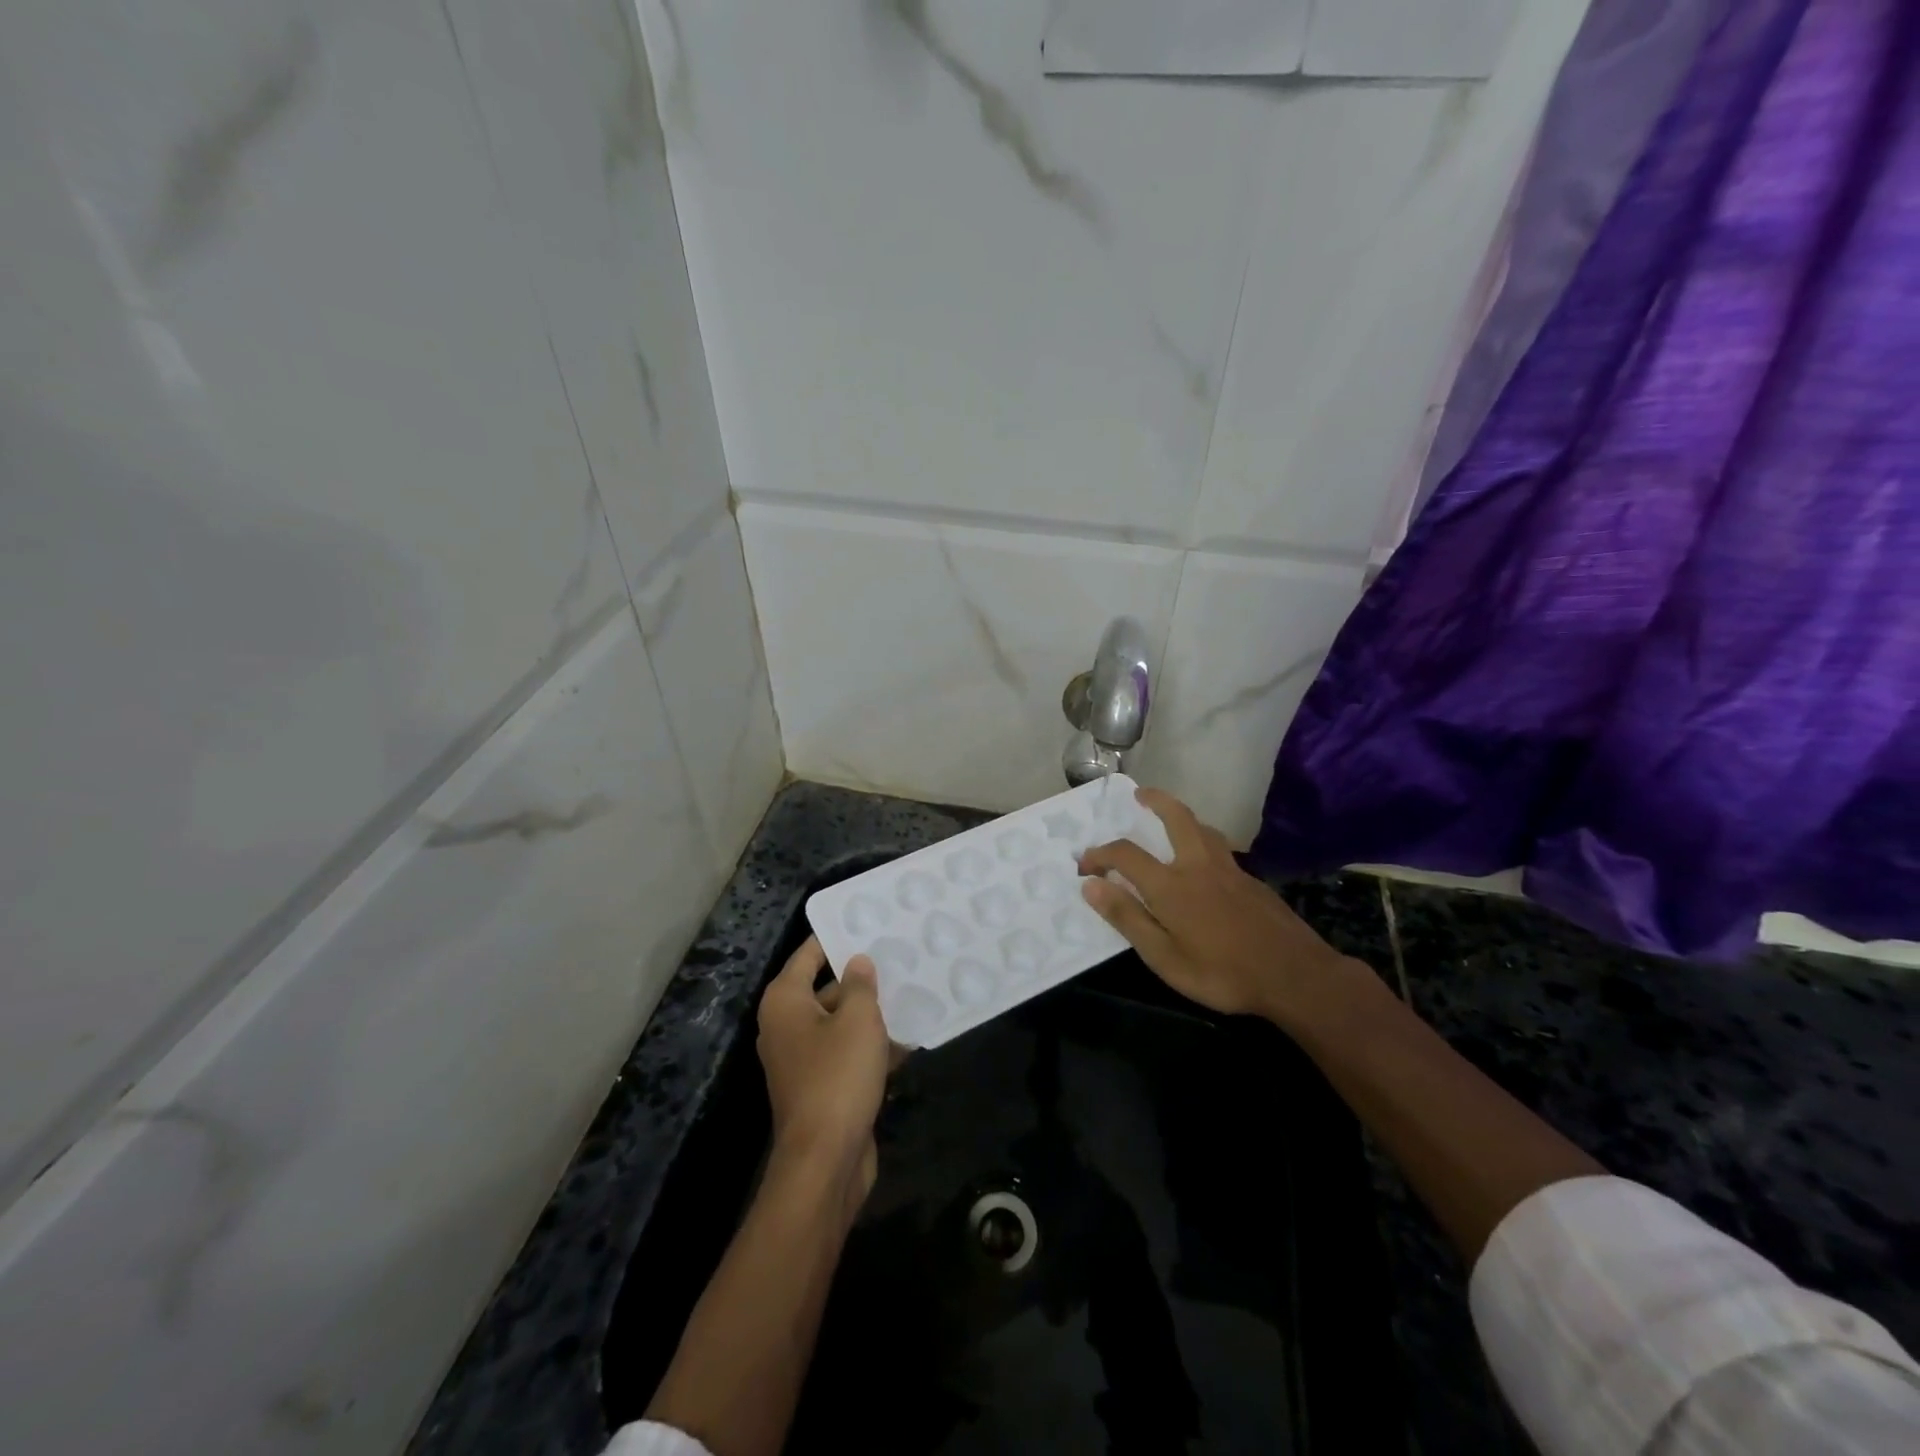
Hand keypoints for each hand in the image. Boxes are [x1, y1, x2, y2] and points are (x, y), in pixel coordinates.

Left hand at [756, 938, 891, 1215]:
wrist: (826, 1161)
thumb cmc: (837, 1077)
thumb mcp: (857, 1021)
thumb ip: (859, 985)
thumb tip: (857, 962)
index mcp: (785, 1002)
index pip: (809, 954)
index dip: (836, 937)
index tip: (866, 921)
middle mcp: (787, 1026)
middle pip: (826, 988)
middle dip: (861, 976)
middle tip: (898, 955)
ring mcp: (803, 1059)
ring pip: (841, 1023)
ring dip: (871, 1013)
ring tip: (912, 990)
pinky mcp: (822, 1086)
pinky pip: (848, 1053)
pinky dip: (872, 1046)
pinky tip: (909, 1038)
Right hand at [1077, 787, 1371, 1034]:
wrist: (1296, 976)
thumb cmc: (1222, 973)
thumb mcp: (1164, 957)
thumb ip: (1127, 918)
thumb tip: (1091, 886)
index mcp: (1171, 885)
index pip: (1125, 854)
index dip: (1099, 854)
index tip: (1085, 865)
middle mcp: (1198, 866)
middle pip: (1176, 817)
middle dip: (1155, 800)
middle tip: (1139, 794)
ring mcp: (1230, 871)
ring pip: (1204, 829)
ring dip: (1182, 817)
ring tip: (1170, 820)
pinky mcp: (1252, 882)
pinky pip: (1221, 849)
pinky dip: (1204, 841)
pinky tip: (1204, 865)